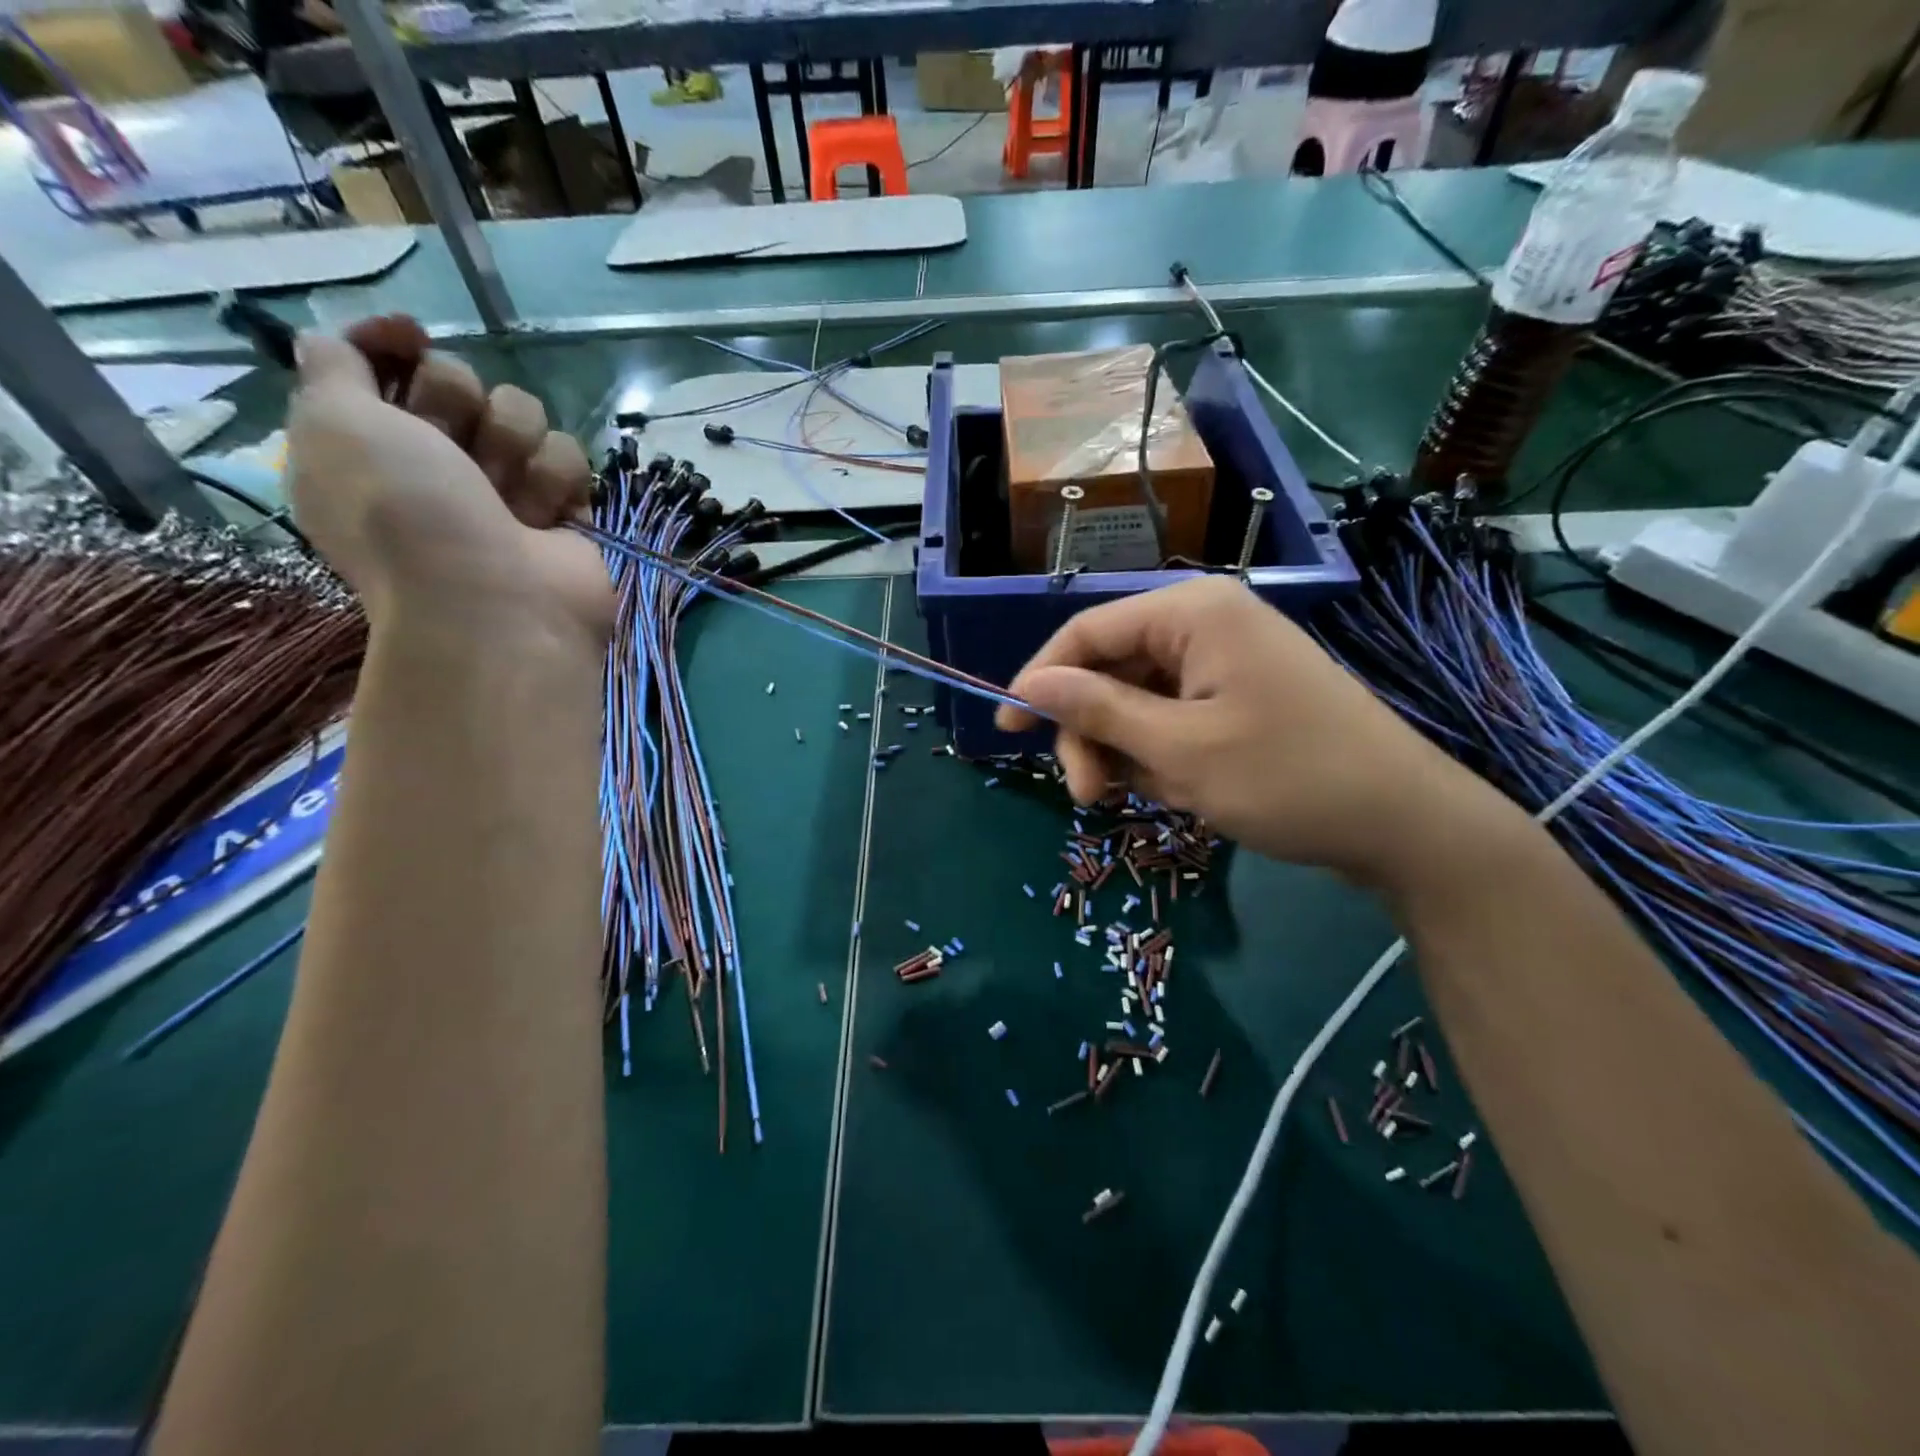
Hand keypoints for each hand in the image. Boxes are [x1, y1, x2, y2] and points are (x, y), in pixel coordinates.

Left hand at [287, 317, 610, 649]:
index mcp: (369, 442)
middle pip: (460, 381)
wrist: (495, 603)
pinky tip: (544, 518)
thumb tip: (351, 336)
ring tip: (507, 499)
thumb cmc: (405, 513)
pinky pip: (569, 456)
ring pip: (522, 413)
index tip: (411, 337)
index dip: (395, 346)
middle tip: (456, 454)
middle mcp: (435, 460)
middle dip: (460, 407)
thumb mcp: (333, 425)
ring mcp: (504, 485)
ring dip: (513, 449)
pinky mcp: (561, 505)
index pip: (386, 362)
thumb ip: (333, 363)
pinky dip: (556, 482)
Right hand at [996, 576, 1522, 887]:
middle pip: (1111, 668)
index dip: (1039, 680)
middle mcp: (1206, 623)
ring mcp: (1226, 660)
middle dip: (1091, 731)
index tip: (1006, 730)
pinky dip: (1161, 755)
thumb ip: (1097, 710)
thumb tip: (1027, 686)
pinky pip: (1173, 717)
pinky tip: (1179, 792)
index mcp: (1192, 612)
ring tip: (1145, 800)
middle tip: (1088, 796)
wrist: (1403, 824)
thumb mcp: (1178, 750)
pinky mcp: (1240, 696)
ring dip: (1125, 750)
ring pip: (1138, 699)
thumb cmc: (1288, 777)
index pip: (1087, 632)